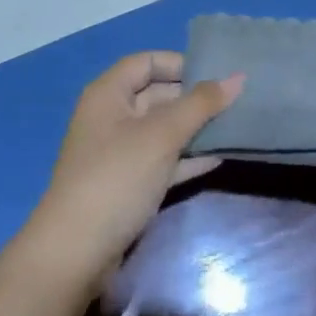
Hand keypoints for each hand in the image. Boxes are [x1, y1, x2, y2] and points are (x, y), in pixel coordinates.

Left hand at [24, 52, 243, 283]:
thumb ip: (201, 104)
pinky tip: (219, 157)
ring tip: (236, 126)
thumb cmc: (117, 177)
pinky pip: (163, 160)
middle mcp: (112, 116)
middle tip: (237, 100)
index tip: (218, 74)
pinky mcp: (128, 185)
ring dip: (196, 128)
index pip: (148, 62)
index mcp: (109, 93)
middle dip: (195, 97)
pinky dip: (187, 157)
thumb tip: (238, 77)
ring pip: (163, 129)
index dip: (181, 63)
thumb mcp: (162, 135)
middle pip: (158, 94)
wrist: (77, 254)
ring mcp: (119, 153)